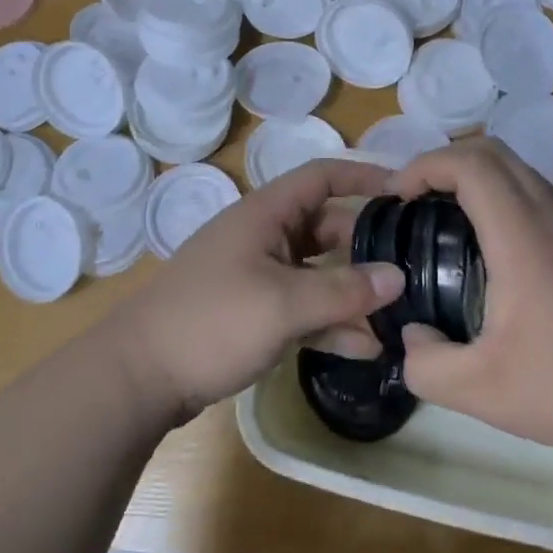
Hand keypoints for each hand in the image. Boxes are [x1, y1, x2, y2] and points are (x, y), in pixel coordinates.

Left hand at [108, 158, 406, 419]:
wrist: (139, 376)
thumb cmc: (212, 322)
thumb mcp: (283, 304)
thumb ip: (344, 290)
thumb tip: (399, 277)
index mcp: (265, 214)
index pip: (321, 176)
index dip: (363, 176)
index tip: (407, 191)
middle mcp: (263, 237)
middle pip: (326, 228)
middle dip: (367, 248)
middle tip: (413, 267)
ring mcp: (256, 277)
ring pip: (317, 273)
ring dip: (353, 294)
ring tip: (398, 317)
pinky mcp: (252, 313)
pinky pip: (301, 308)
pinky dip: (330, 323)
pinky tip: (365, 348)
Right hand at [388, 138, 552, 451]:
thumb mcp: (481, 391)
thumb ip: (427, 365)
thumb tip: (414, 336)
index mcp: (523, 239)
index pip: (471, 165)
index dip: (424, 166)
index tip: (396, 197)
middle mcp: (552, 220)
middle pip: (495, 152)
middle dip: (444, 162)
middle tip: (414, 201)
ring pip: (520, 172)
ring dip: (475, 179)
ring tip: (444, 223)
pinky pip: (537, 198)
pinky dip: (500, 200)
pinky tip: (489, 254)